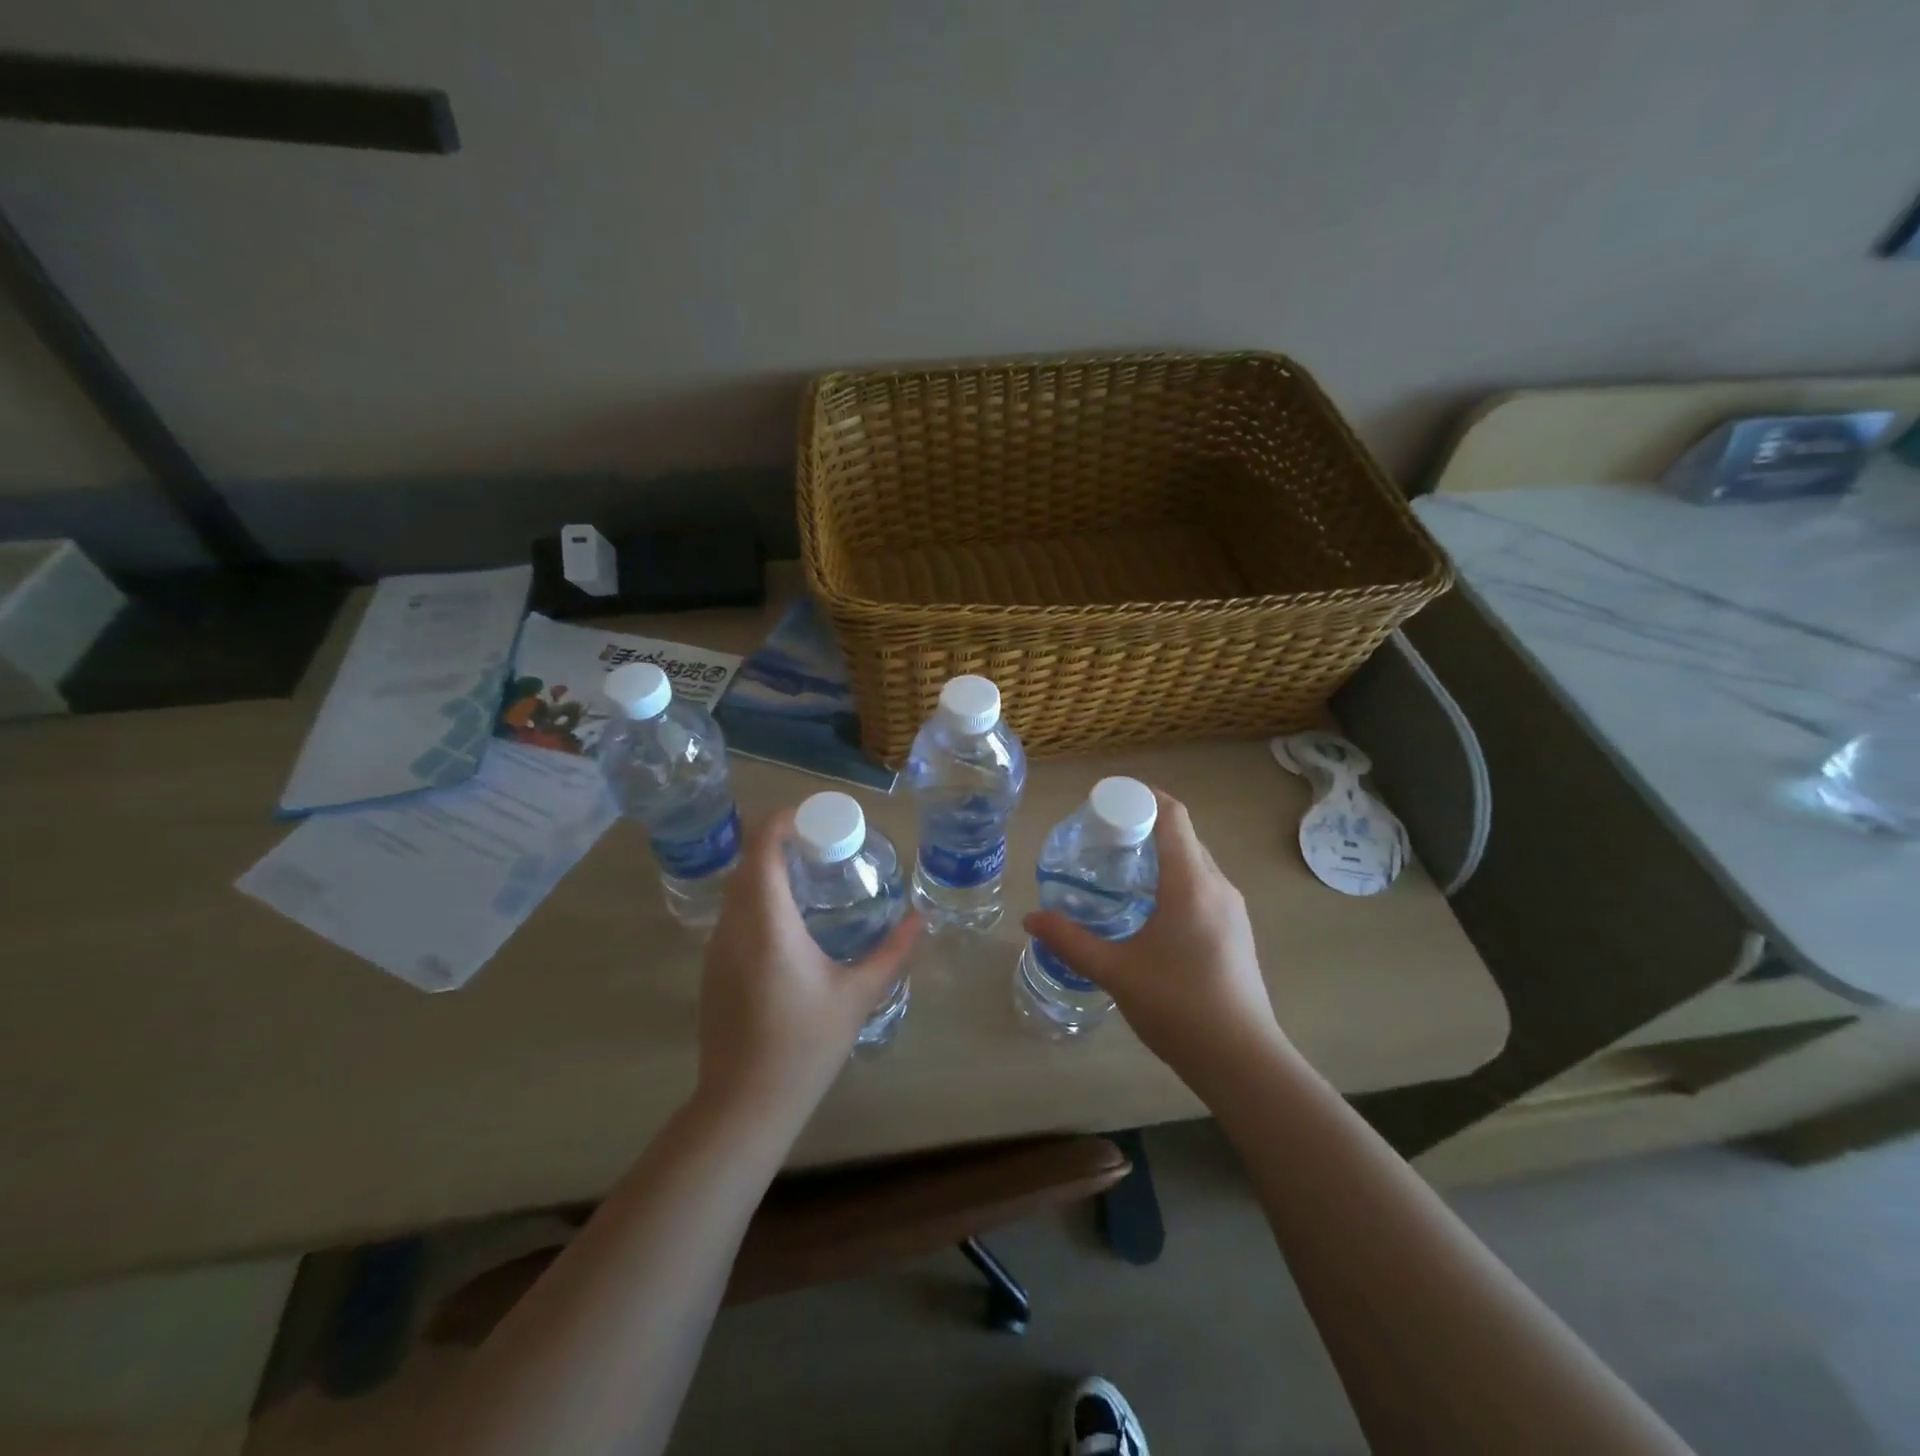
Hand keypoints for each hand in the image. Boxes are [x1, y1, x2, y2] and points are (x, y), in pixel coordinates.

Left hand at [694, 808, 920, 1128]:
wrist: (744, 1104)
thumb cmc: (805, 1045)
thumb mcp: (857, 996)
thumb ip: (892, 953)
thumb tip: (921, 920)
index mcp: (768, 924)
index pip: (763, 849)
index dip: (783, 821)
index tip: (815, 817)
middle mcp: (734, 926)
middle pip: (748, 863)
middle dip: (779, 842)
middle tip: (822, 845)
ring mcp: (716, 948)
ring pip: (737, 889)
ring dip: (766, 871)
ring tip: (808, 877)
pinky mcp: (712, 968)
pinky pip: (732, 915)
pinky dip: (757, 899)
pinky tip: (788, 922)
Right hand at [1023, 789, 1286, 1084]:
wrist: (1243, 1061)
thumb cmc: (1178, 1007)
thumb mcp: (1115, 972)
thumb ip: (1070, 941)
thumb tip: (1030, 919)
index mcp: (1191, 884)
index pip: (1173, 816)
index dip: (1143, 796)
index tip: (1108, 799)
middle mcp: (1218, 886)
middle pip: (1184, 835)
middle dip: (1144, 825)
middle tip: (1103, 836)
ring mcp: (1233, 910)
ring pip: (1195, 862)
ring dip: (1161, 854)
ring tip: (1120, 869)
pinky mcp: (1237, 931)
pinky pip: (1203, 886)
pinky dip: (1175, 878)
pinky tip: (1148, 908)